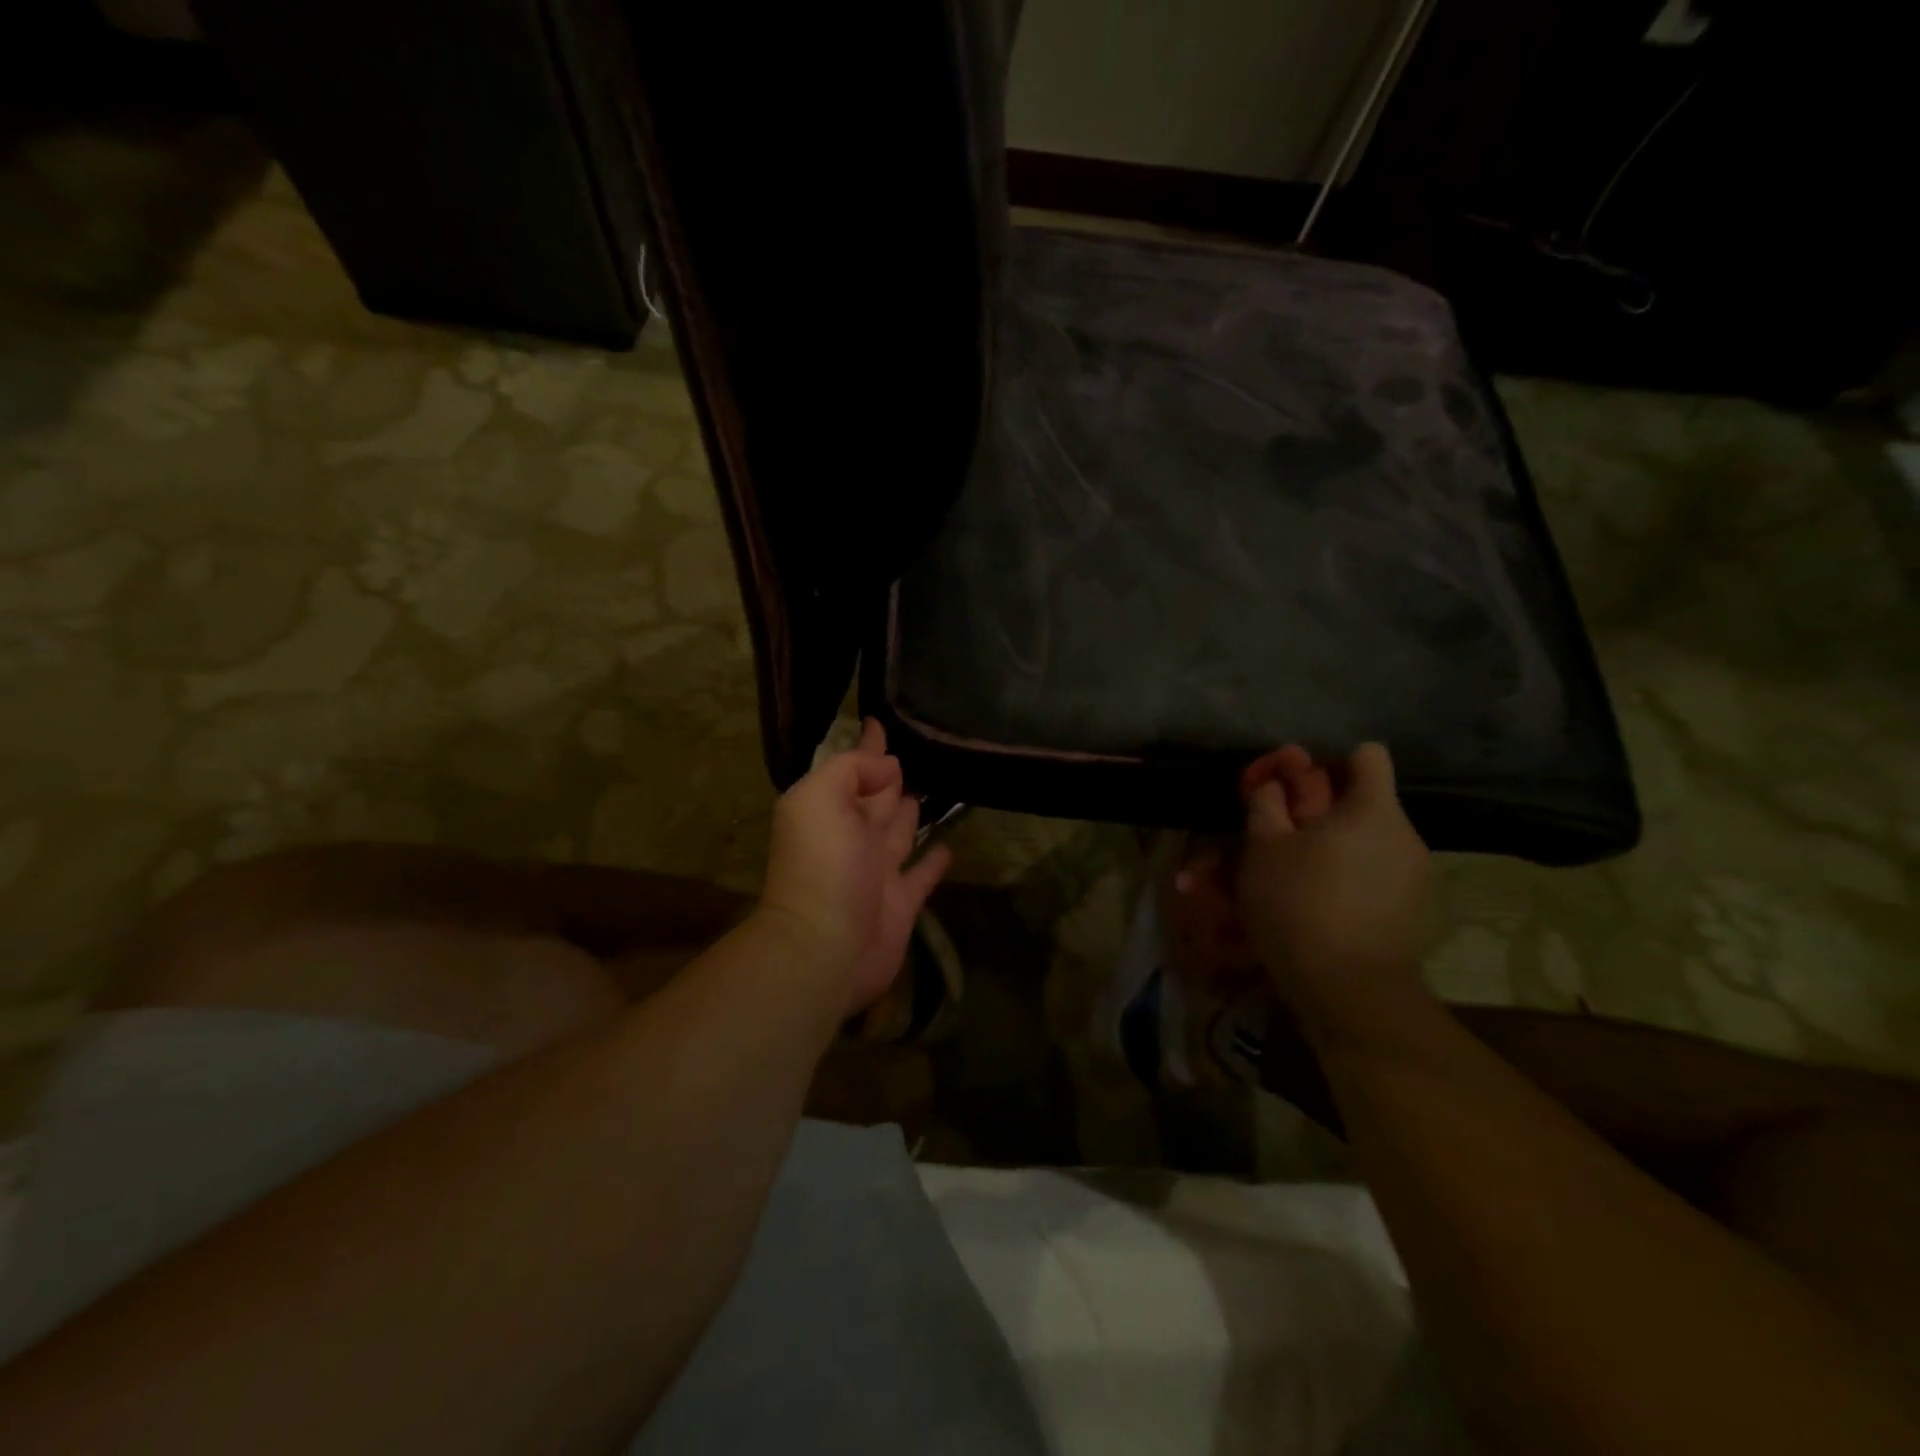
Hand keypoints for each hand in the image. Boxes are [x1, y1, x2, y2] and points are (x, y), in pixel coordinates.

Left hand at [756, 719, 952, 1016]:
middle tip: (917, 752)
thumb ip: (851, 770)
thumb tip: (888, 765)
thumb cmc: (822, 866)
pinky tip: (949, 845)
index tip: (882, 720)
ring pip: (899, 832)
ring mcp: (876, 871)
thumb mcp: (821, 798)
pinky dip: (933, 862)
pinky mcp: (901, 903)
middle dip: (890, 776)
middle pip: (877, 798)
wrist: (825, 948)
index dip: (867, 747)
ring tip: (932, 788)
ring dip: (911, 812)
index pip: (852, 768)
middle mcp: (852, 837)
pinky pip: (921, 875)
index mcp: (828, 810)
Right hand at [1236, 743, 1431, 1033]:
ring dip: (1318, 853)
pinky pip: (1367, 881)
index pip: (1364, 755)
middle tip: (1269, 838)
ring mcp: (1411, 877)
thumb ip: (1267, 803)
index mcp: (1372, 808)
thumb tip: (1275, 784)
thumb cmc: (1299, 902)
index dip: (1325, 764)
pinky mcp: (1408, 914)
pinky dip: (1336, 884)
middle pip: (1356, 805)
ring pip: (1356, 848)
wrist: (1348, 990)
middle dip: (1310, 816)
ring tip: (1276, 880)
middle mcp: (1402, 835)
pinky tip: (1303, 908)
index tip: (1292, 791)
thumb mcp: (1263, 846)